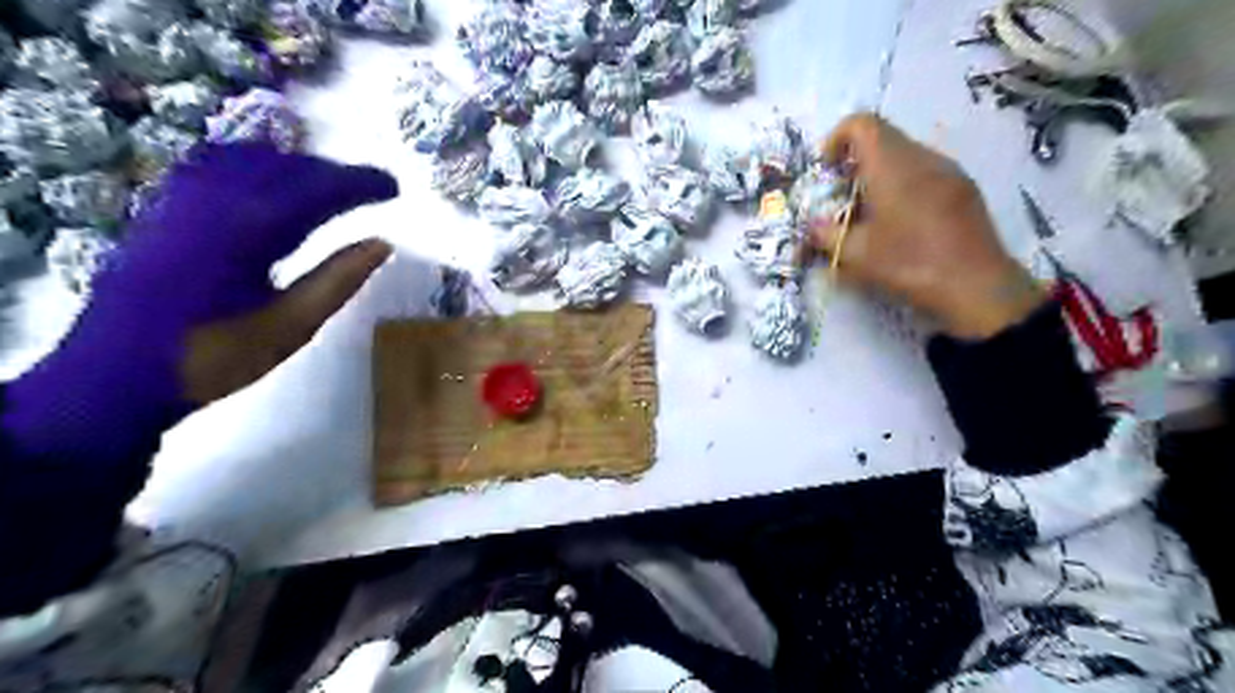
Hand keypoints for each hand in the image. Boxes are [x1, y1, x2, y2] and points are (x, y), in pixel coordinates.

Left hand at [124, 145, 394, 405]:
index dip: (360, 183)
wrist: (116, 375)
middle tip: (370, 189)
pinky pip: (216, 166)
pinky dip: (257, 166)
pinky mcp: (162, 208)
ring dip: (297, 165)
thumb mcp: (293, 325)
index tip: (394, 188)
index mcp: (251, 230)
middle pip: (286, 165)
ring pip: (249, 158)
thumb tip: (382, 243)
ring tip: (328, 186)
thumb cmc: (216, 356)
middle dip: (333, 171)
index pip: (318, 188)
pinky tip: (271, 186)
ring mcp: (181, 198)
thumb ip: (339, 279)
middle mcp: (214, 200)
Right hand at [806, 114, 1044, 340]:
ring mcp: (949, 171)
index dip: (836, 138)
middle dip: (856, 161)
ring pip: (906, 155)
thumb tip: (812, 227)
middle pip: (884, 138)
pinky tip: (902, 222)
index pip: (862, 124)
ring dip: (880, 173)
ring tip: (871, 212)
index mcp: (893, 166)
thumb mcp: (855, 255)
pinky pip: (926, 171)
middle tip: (843, 196)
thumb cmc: (909, 264)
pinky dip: (904, 184)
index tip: (827, 170)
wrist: (976, 285)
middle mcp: (923, 157)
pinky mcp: (964, 189)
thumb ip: (826, 235)